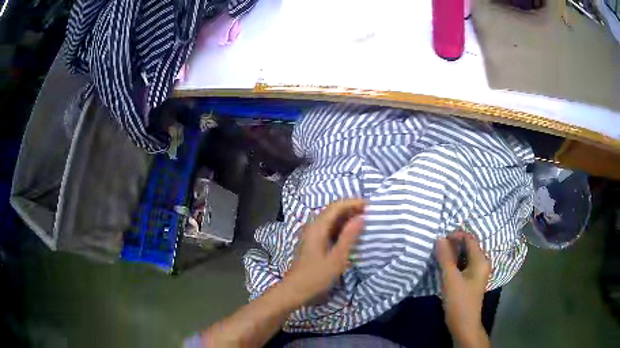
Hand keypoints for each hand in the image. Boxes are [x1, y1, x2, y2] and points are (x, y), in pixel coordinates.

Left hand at [284, 199, 364, 305]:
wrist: (294, 290)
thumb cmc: (316, 276)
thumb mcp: (337, 258)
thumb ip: (349, 237)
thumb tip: (361, 217)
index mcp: (317, 228)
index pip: (336, 206)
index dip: (353, 202)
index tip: (370, 205)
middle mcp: (312, 226)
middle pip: (333, 210)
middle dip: (351, 208)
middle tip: (369, 213)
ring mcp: (311, 234)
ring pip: (330, 218)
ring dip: (346, 217)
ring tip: (363, 221)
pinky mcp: (312, 241)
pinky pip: (328, 227)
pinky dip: (341, 226)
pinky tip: (350, 233)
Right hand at [437, 231, 490, 347]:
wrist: (464, 325)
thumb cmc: (459, 302)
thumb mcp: (450, 279)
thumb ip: (445, 258)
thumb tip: (440, 238)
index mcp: (480, 260)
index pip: (470, 239)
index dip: (456, 235)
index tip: (439, 239)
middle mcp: (482, 263)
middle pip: (468, 246)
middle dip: (453, 244)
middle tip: (437, 247)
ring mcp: (477, 272)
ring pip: (465, 256)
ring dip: (452, 254)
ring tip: (438, 255)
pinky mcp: (471, 280)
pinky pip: (463, 265)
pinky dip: (454, 263)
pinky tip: (444, 267)